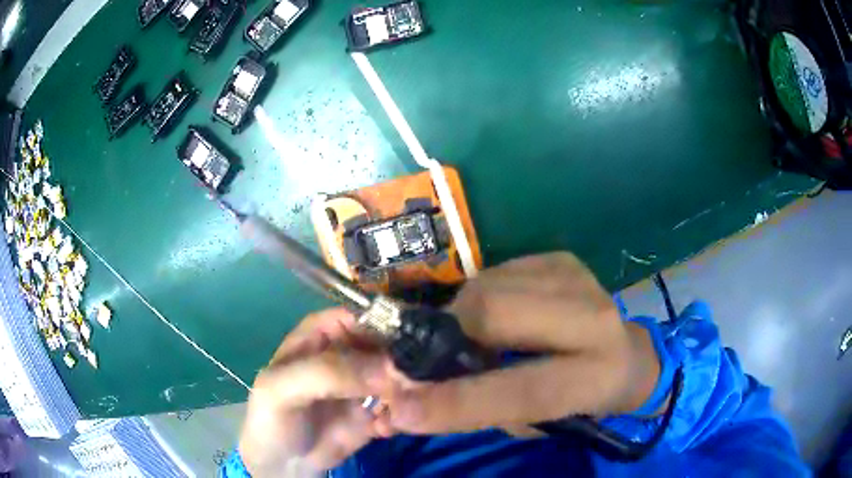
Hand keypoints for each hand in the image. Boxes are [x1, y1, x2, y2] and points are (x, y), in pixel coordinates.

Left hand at [238, 308, 395, 476]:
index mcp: (325, 332)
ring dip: (407, 393)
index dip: (389, 324)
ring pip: (403, 374)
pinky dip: (401, 415)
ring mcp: (367, 381)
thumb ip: (327, 373)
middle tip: (406, 385)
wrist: (283, 462)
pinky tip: (382, 430)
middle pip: (391, 343)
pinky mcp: (380, 409)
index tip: (409, 346)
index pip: (364, 314)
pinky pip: (404, 404)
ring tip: (393, 412)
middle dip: (405, 363)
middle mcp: (351, 351)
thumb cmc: (273, 416)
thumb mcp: (284, 388)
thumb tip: (388, 369)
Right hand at [386, 252, 660, 434]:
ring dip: (459, 314)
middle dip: (448, 333)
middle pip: (498, 312)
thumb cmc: (577, 401)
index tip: (400, 408)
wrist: (624, 355)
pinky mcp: (562, 258)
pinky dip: (477, 297)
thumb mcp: (537, 422)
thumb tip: (406, 401)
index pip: (523, 391)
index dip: (457, 402)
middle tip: (429, 354)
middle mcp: (594, 318)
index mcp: (596, 376)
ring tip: (462, 337)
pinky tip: (489, 317)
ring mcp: (578, 278)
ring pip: (489, 285)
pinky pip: (496, 272)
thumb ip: (481, 410)